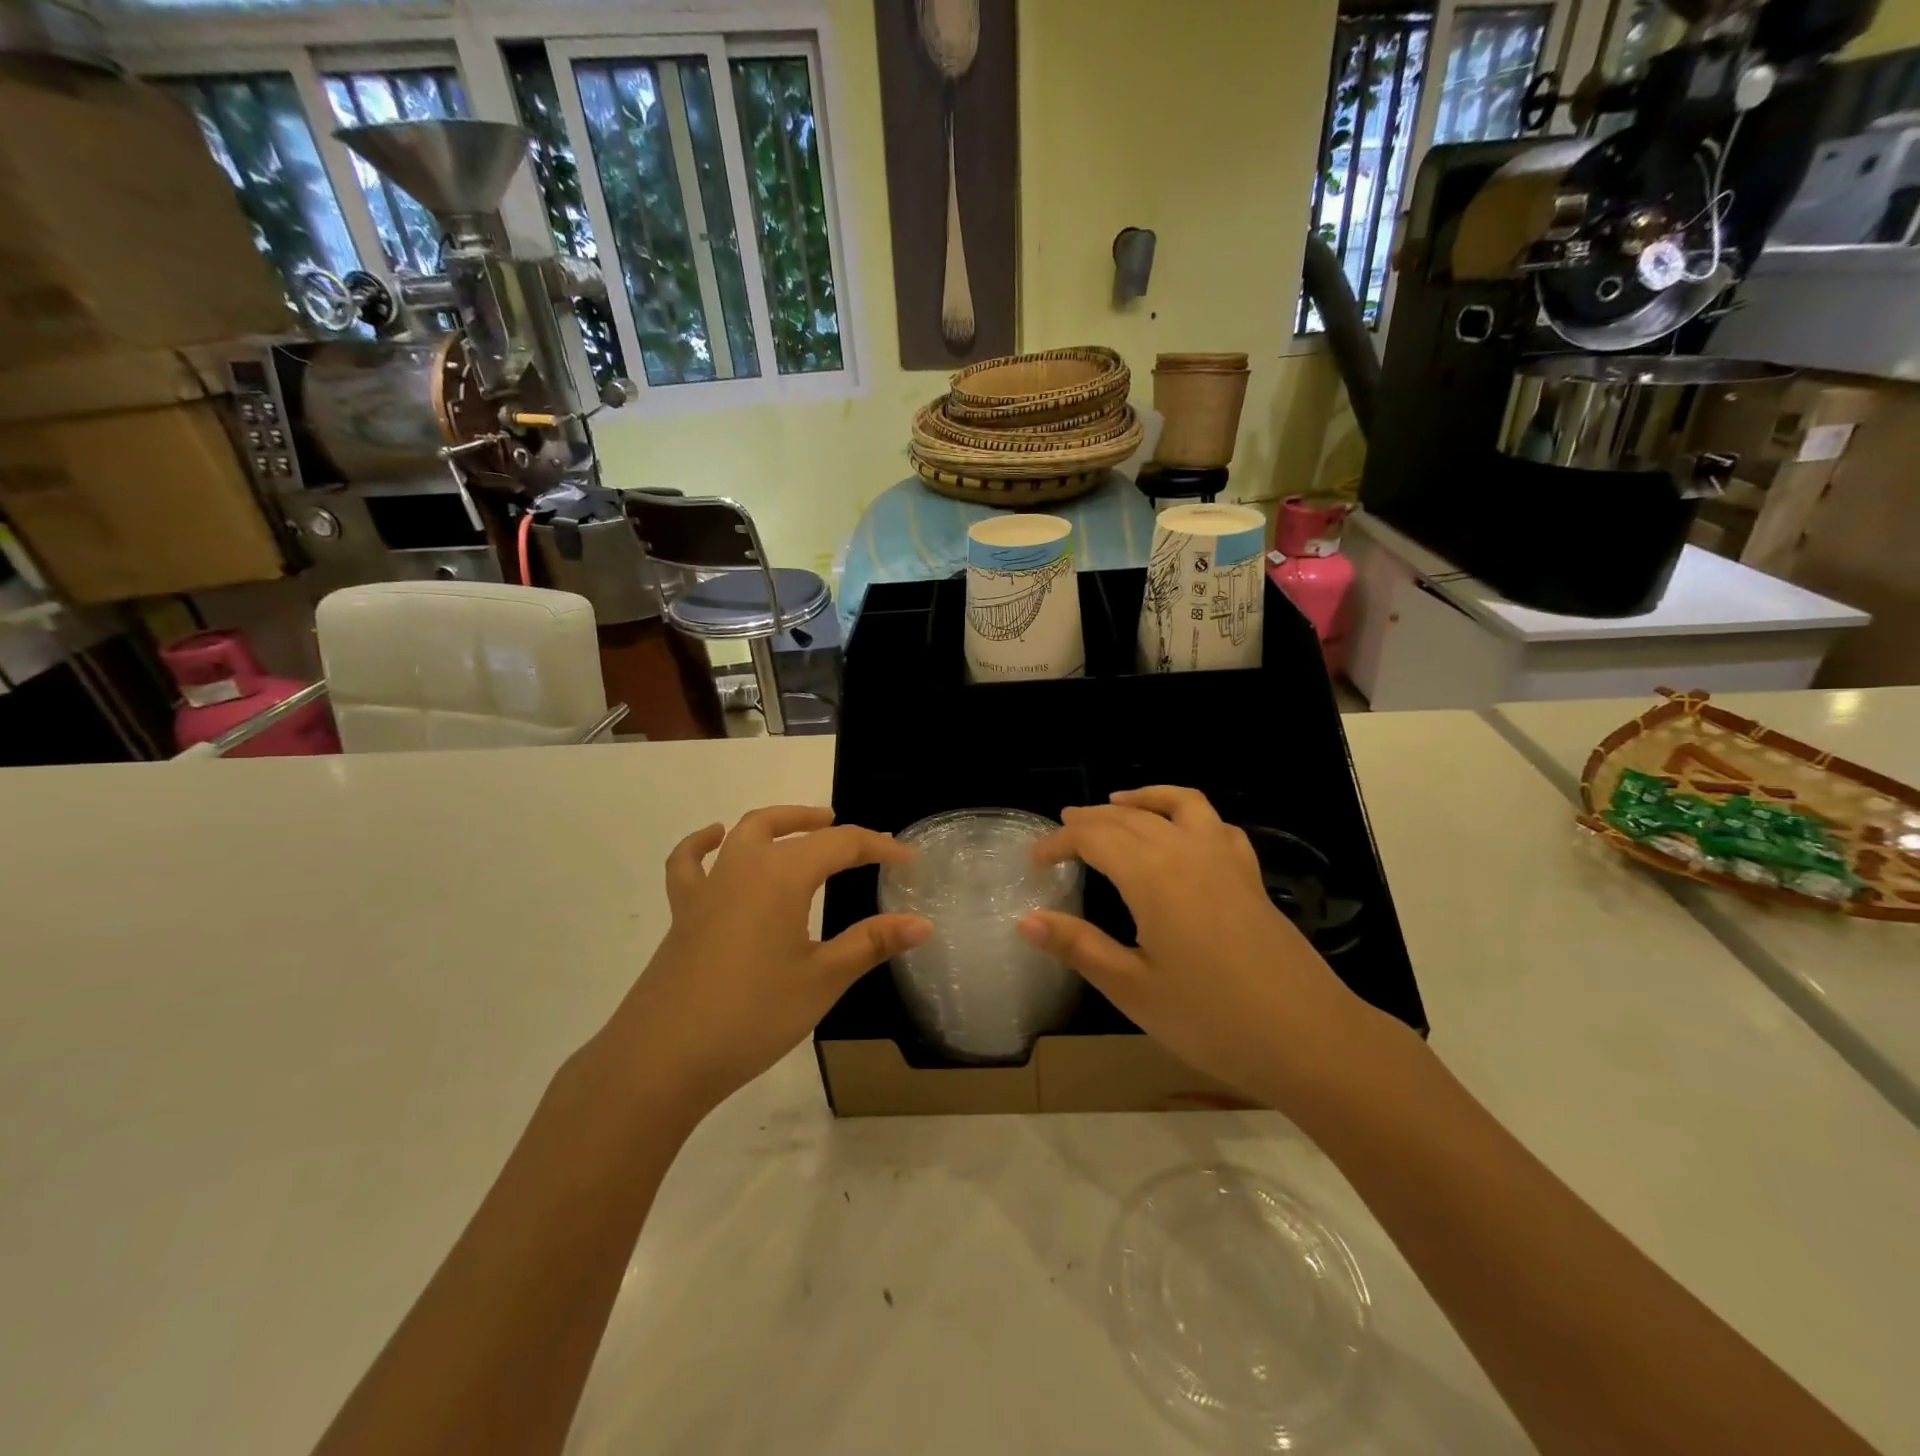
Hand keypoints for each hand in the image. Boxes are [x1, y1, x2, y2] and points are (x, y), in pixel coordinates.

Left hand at [594, 807, 931, 1120]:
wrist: (662, 1059)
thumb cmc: (752, 1016)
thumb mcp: (822, 980)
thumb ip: (872, 944)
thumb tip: (923, 924)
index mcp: (782, 876)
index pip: (840, 845)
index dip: (878, 847)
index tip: (908, 860)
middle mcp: (743, 868)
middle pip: (785, 826)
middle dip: (822, 824)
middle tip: (853, 837)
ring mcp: (707, 889)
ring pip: (743, 834)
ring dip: (776, 824)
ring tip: (799, 828)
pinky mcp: (683, 914)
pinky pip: (689, 865)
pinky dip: (703, 844)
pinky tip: (714, 840)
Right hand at [1020, 786, 1374, 1109]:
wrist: (1310, 1039)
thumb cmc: (1212, 1020)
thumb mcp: (1133, 989)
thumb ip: (1079, 946)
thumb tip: (1025, 920)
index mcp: (1152, 876)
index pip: (1093, 839)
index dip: (1059, 842)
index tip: (1034, 859)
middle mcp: (1187, 851)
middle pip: (1128, 818)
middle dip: (1089, 820)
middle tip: (1061, 831)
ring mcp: (1225, 859)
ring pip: (1177, 805)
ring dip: (1142, 799)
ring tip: (1116, 803)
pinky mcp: (1250, 876)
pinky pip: (1215, 823)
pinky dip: (1188, 813)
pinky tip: (1182, 833)